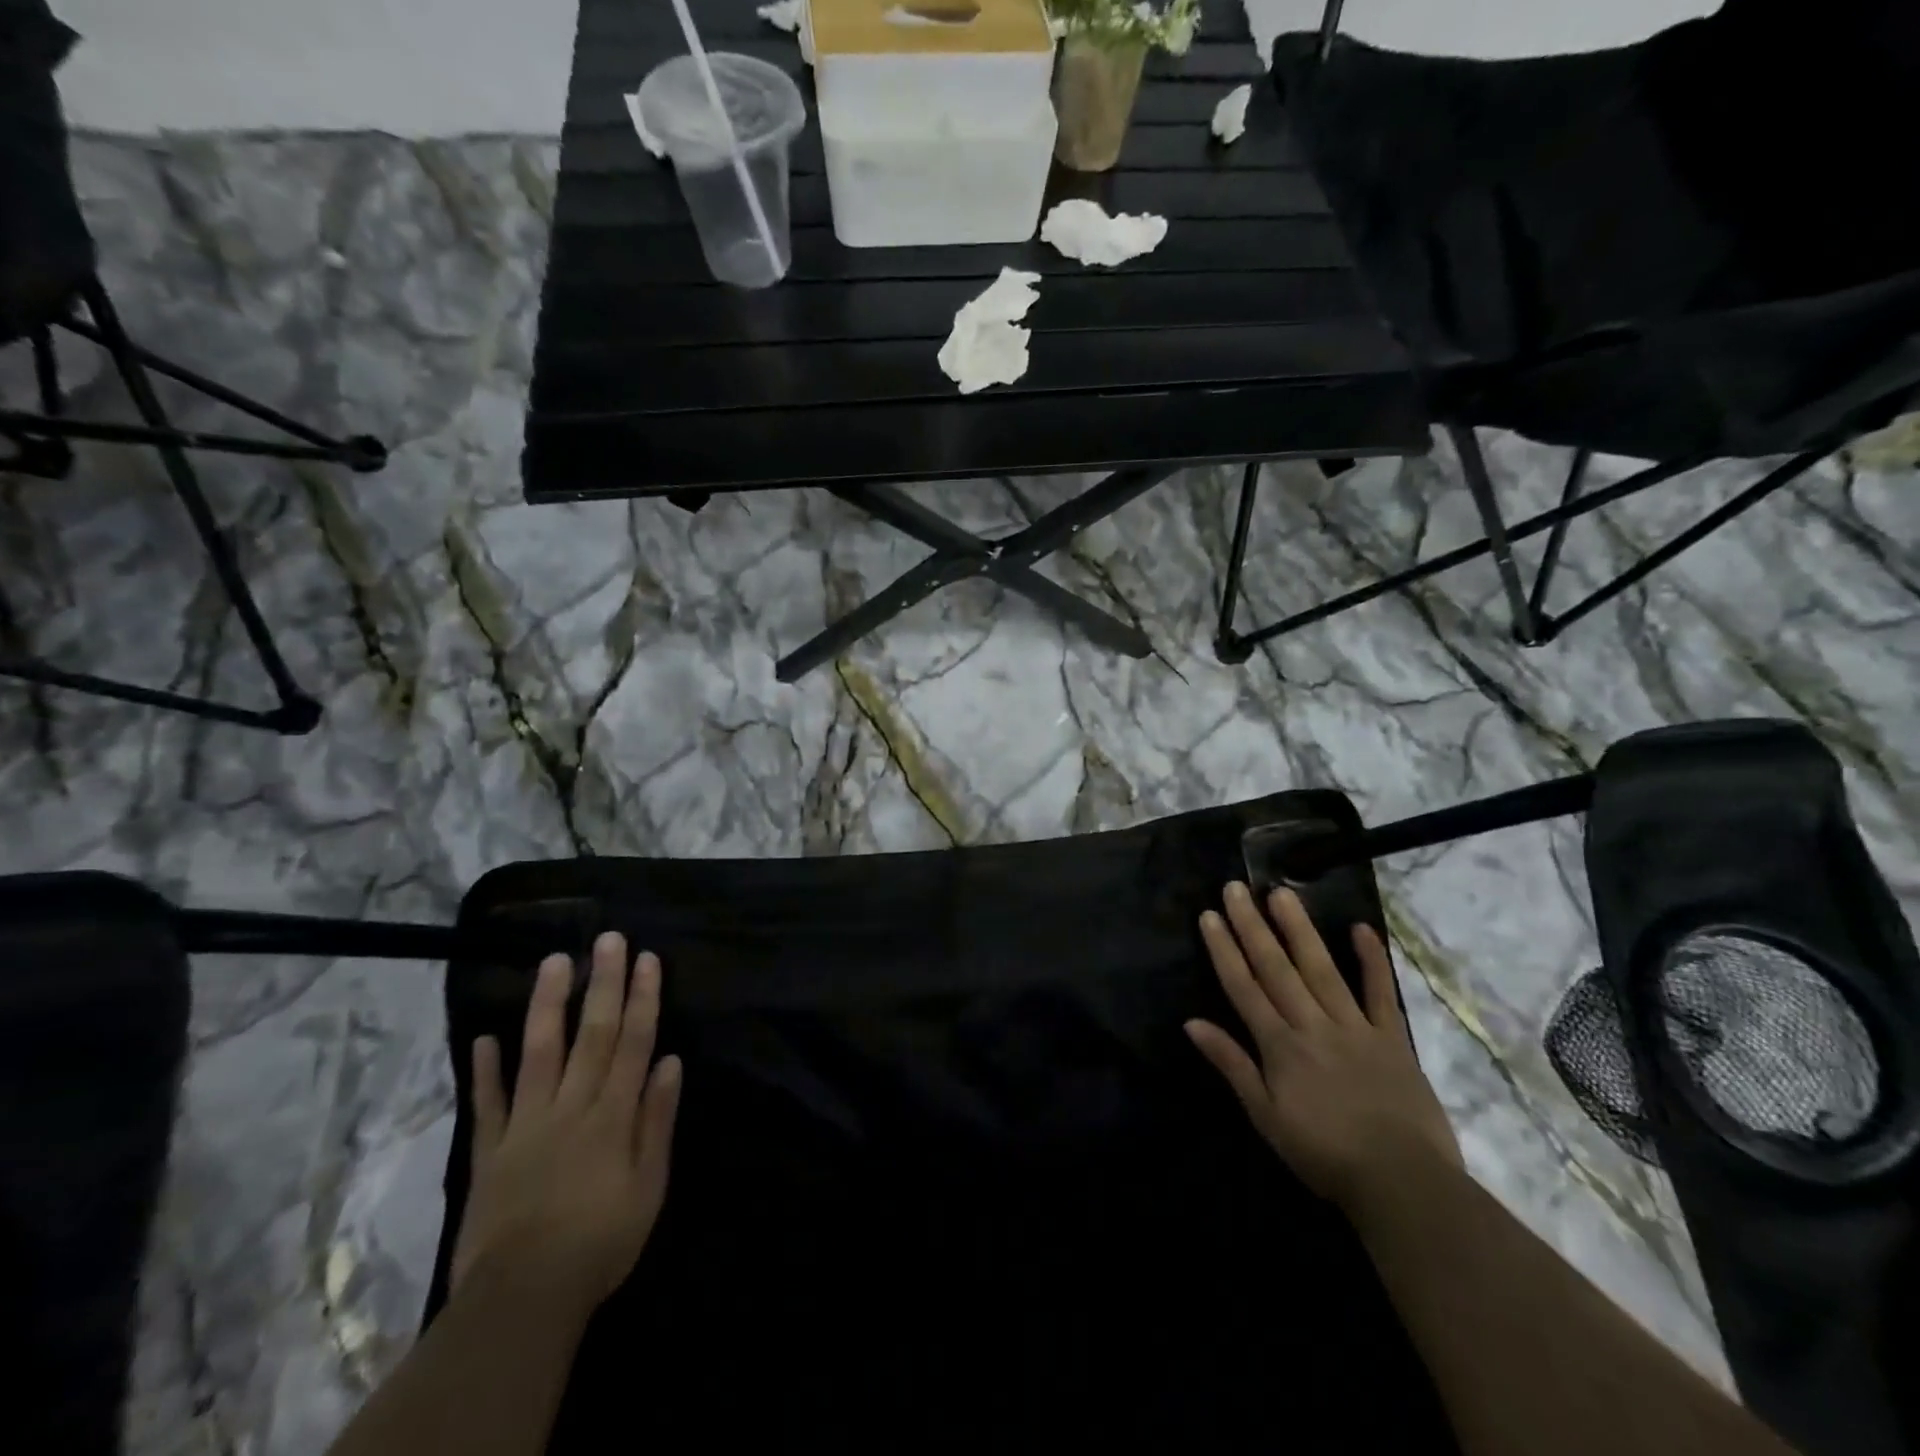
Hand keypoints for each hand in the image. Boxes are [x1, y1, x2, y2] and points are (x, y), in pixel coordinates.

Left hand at [450, 932, 683, 1322]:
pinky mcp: (490, 1150)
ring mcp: (526, 1125)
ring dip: (547, 1005)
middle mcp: (571, 1107)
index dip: (641, 998)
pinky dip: (485, 1069)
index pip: (632, 1042)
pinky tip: (484, 1036)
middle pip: (590, 1034)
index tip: (646, 959)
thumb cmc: (601, 1242)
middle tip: (607, 939)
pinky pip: (488, 1103)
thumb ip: (658, 1121)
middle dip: (602, 983)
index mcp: (613, 1115)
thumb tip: (670, 1062)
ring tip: (553, 962)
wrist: (522, 1298)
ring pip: (539, 1053)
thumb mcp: (649, 1186)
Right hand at [1185, 883, 1462, 1215]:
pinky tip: (1360, 928)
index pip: (1243, 987)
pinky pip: (1380, 992)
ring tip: (1281, 894)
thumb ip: (1232, 1064)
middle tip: (1236, 888)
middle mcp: (1312, 1024)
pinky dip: (1371, 959)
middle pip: (1276, 967)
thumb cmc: (1324, 1154)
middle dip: (1252, 926)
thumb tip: (1192, 1022)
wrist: (1403, 1181)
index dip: (1224, 949)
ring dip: (1298, 929)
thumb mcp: (1265, 1117)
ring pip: (1320, 968)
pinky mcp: (1392, 1037)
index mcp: (1280, 1045)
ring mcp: (1355, 1026)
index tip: (1210, 915)